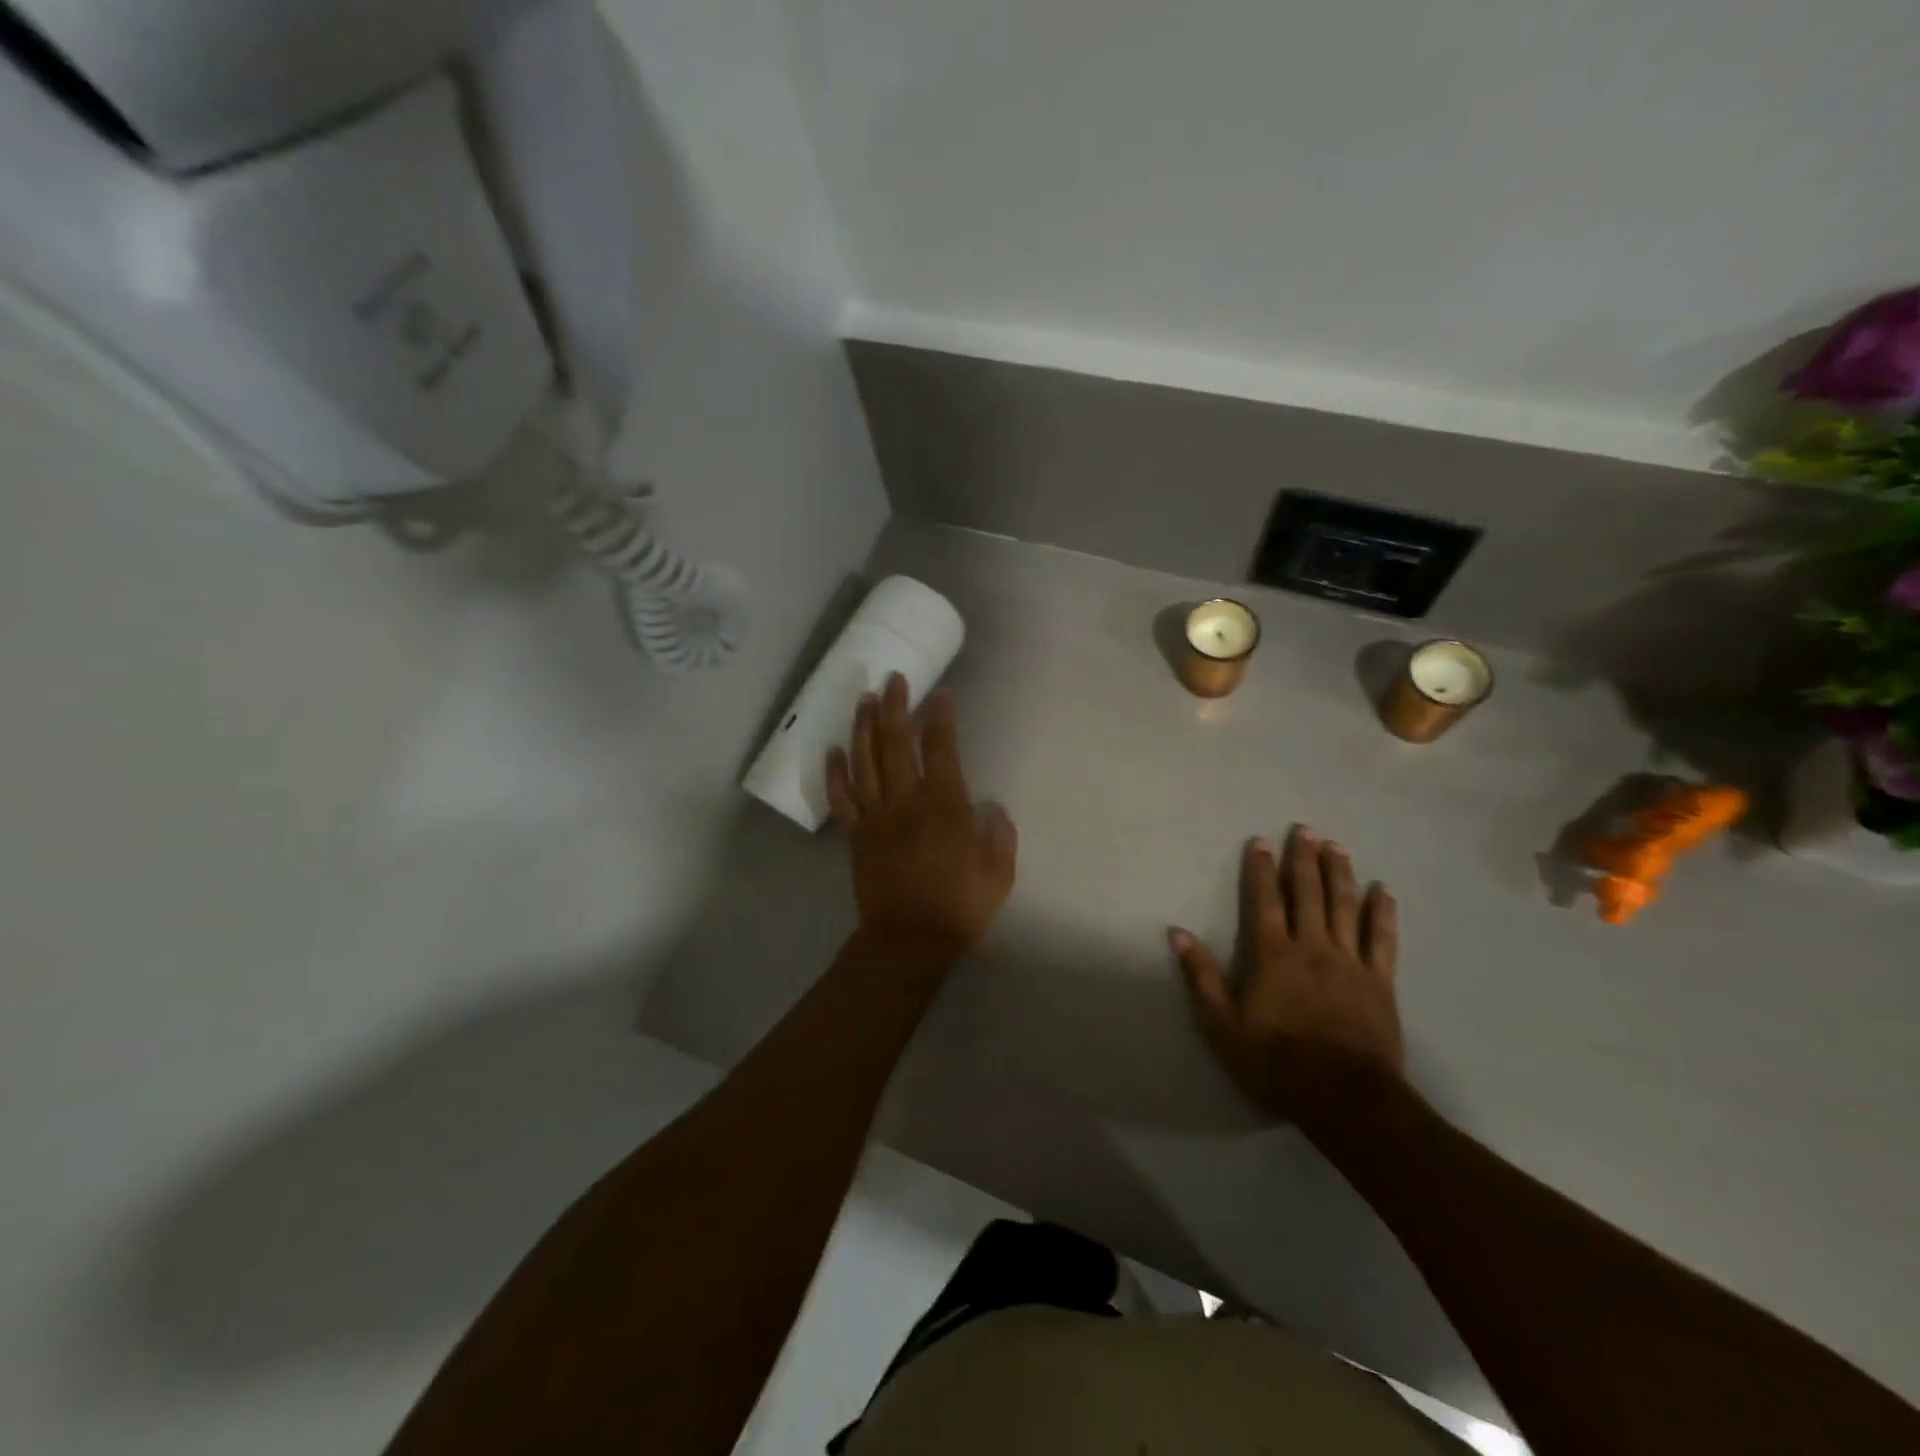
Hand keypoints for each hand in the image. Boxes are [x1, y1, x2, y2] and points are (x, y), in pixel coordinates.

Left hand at [826, 674, 1016, 958]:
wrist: (909, 942)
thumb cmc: (959, 907)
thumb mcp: (999, 874)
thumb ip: (999, 836)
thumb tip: (993, 809)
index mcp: (944, 806)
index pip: (941, 749)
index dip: (940, 718)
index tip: (939, 694)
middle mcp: (906, 802)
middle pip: (895, 743)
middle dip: (895, 707)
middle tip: (894, 679)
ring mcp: (876, 817)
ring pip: (864, 762)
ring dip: (863, 727)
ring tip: (864, 699)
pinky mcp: (857, 835)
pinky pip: (841, 798)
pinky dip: (835, 772)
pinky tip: (833, 750)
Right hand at [1171, 826, 1402, 1122]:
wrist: (1345, 1098)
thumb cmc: (1276, 1062)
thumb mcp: (1223, 1025)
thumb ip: (1202, 976)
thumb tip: (1177, 933)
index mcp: (1274, 955)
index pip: (1265, 901)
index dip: (1261, 869)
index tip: (1260, 841)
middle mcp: (1313, 947)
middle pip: (1308, 893)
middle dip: (1303, 859)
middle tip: (1305, 829)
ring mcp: (1350, 962)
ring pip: (1345, 907)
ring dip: (1340, 873)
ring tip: (1337, 846)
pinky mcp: (1380, 982)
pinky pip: (1383, 939)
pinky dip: (1382, 912)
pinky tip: (1383, 890)